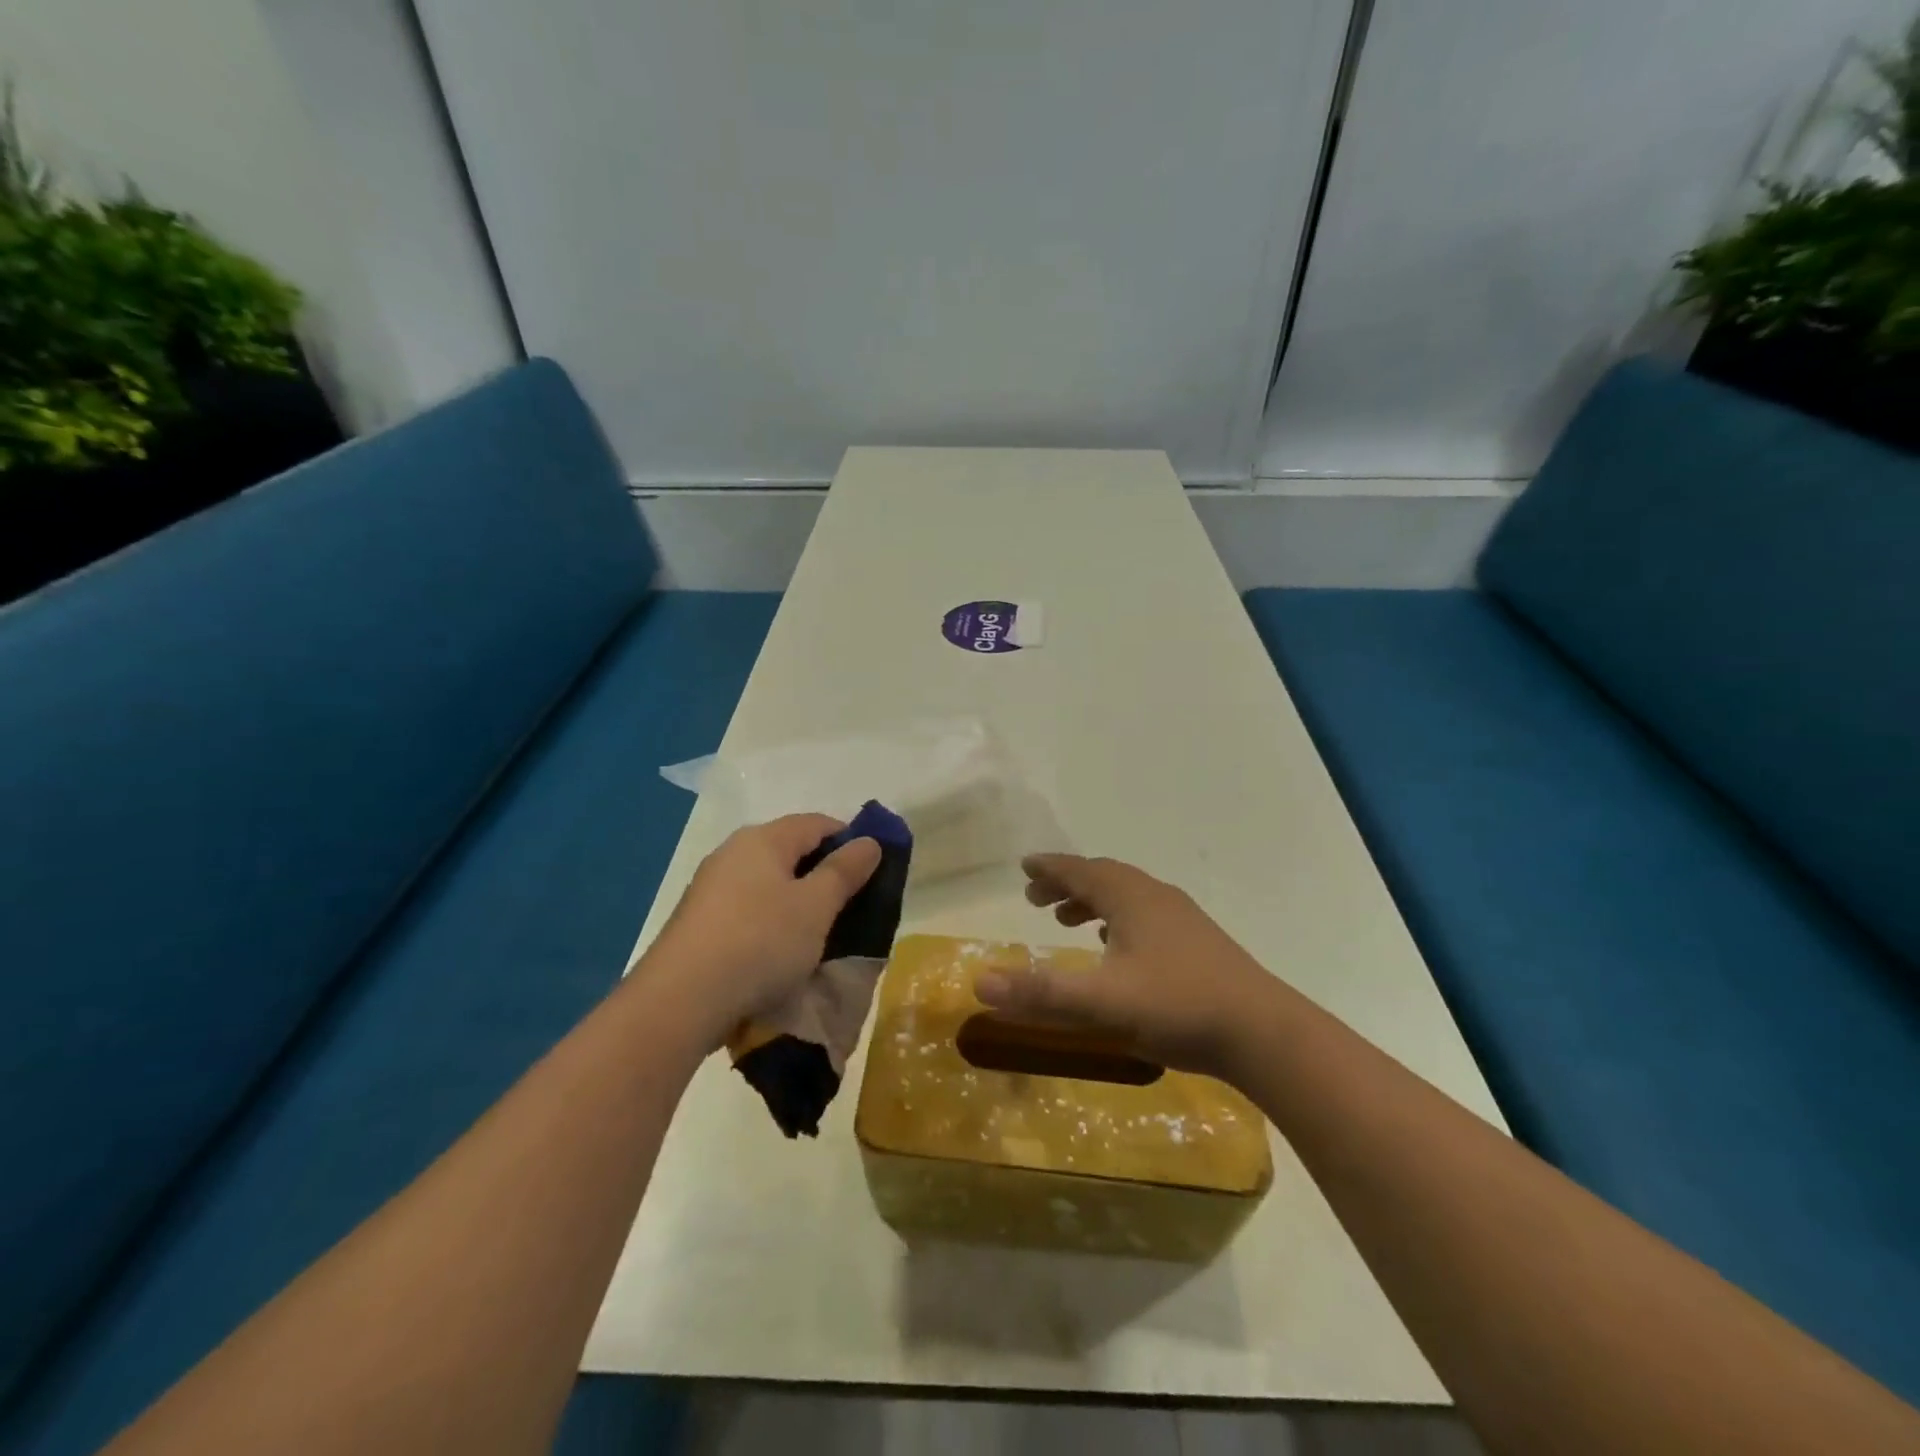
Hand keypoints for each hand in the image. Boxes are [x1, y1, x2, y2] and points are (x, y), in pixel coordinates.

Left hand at [642, 814, 880, 1047]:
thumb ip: (845, 871)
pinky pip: (749, 910)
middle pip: (791, 851)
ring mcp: (711, 888)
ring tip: (818, 935)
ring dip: (797, 902)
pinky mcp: (699, 922)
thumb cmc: (760, 941)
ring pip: (769, 883)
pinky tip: (779, 952)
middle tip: (850, 907)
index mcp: (763, 839)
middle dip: (824, 874)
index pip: (818, 823)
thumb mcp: (816, 906)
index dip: (851, 841)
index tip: (873, 873)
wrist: (680, 1000)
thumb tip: (868, 841)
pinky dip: (771, 922)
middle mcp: (733, 853)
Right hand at [974, 854, 1281, 1079]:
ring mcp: (1182, 919)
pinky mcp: (1198, 943)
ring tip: (1069, 921)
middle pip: (1103, 878)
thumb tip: (980, 983)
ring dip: (1093, 901)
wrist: (1263, 1032)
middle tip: (1037, 899)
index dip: (1049, 868)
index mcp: (1131, 898)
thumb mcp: (1101, 1003)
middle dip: (1067, 884)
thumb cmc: (1178, 1007)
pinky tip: (1118, 947)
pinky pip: (1146, 916)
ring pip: (1127, 896)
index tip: (1025, 866)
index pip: (1080, 870)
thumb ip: (1041, 993)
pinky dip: (1120, 920)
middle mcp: (1155, 897)